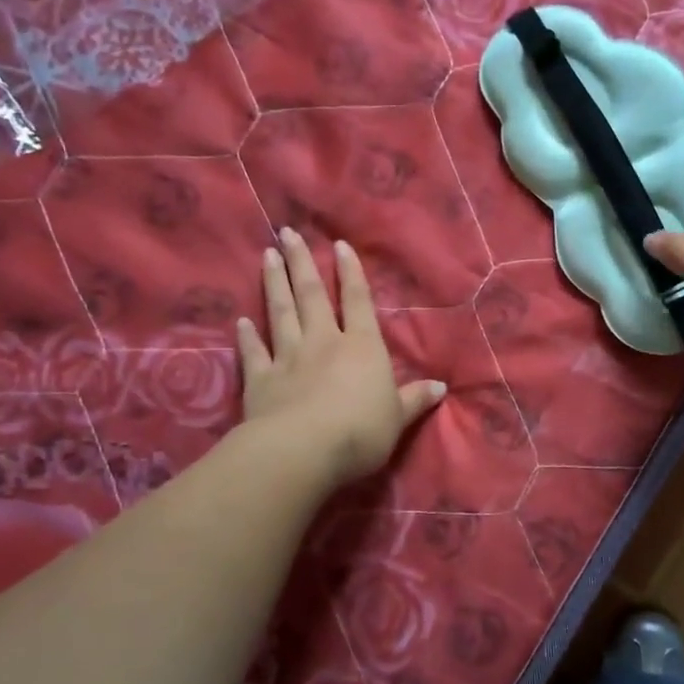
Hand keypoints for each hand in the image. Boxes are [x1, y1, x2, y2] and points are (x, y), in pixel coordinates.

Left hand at [236, 228, 445, 487]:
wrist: (303, 451)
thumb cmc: (360, 432)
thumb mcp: (398, 419)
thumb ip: (415, 400)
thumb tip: (441, 387)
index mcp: (362, 347)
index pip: (358, 301)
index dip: (350, 273)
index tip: (339, 244)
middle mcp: (324, 342)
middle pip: (312, 296)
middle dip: (302, 262)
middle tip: (287, 233)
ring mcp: (288, 358)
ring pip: (281, 313)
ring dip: (274, 283)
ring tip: (267, 255)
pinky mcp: (260, 381)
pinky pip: (254, 353)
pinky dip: (247, 336)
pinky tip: (241, 321)